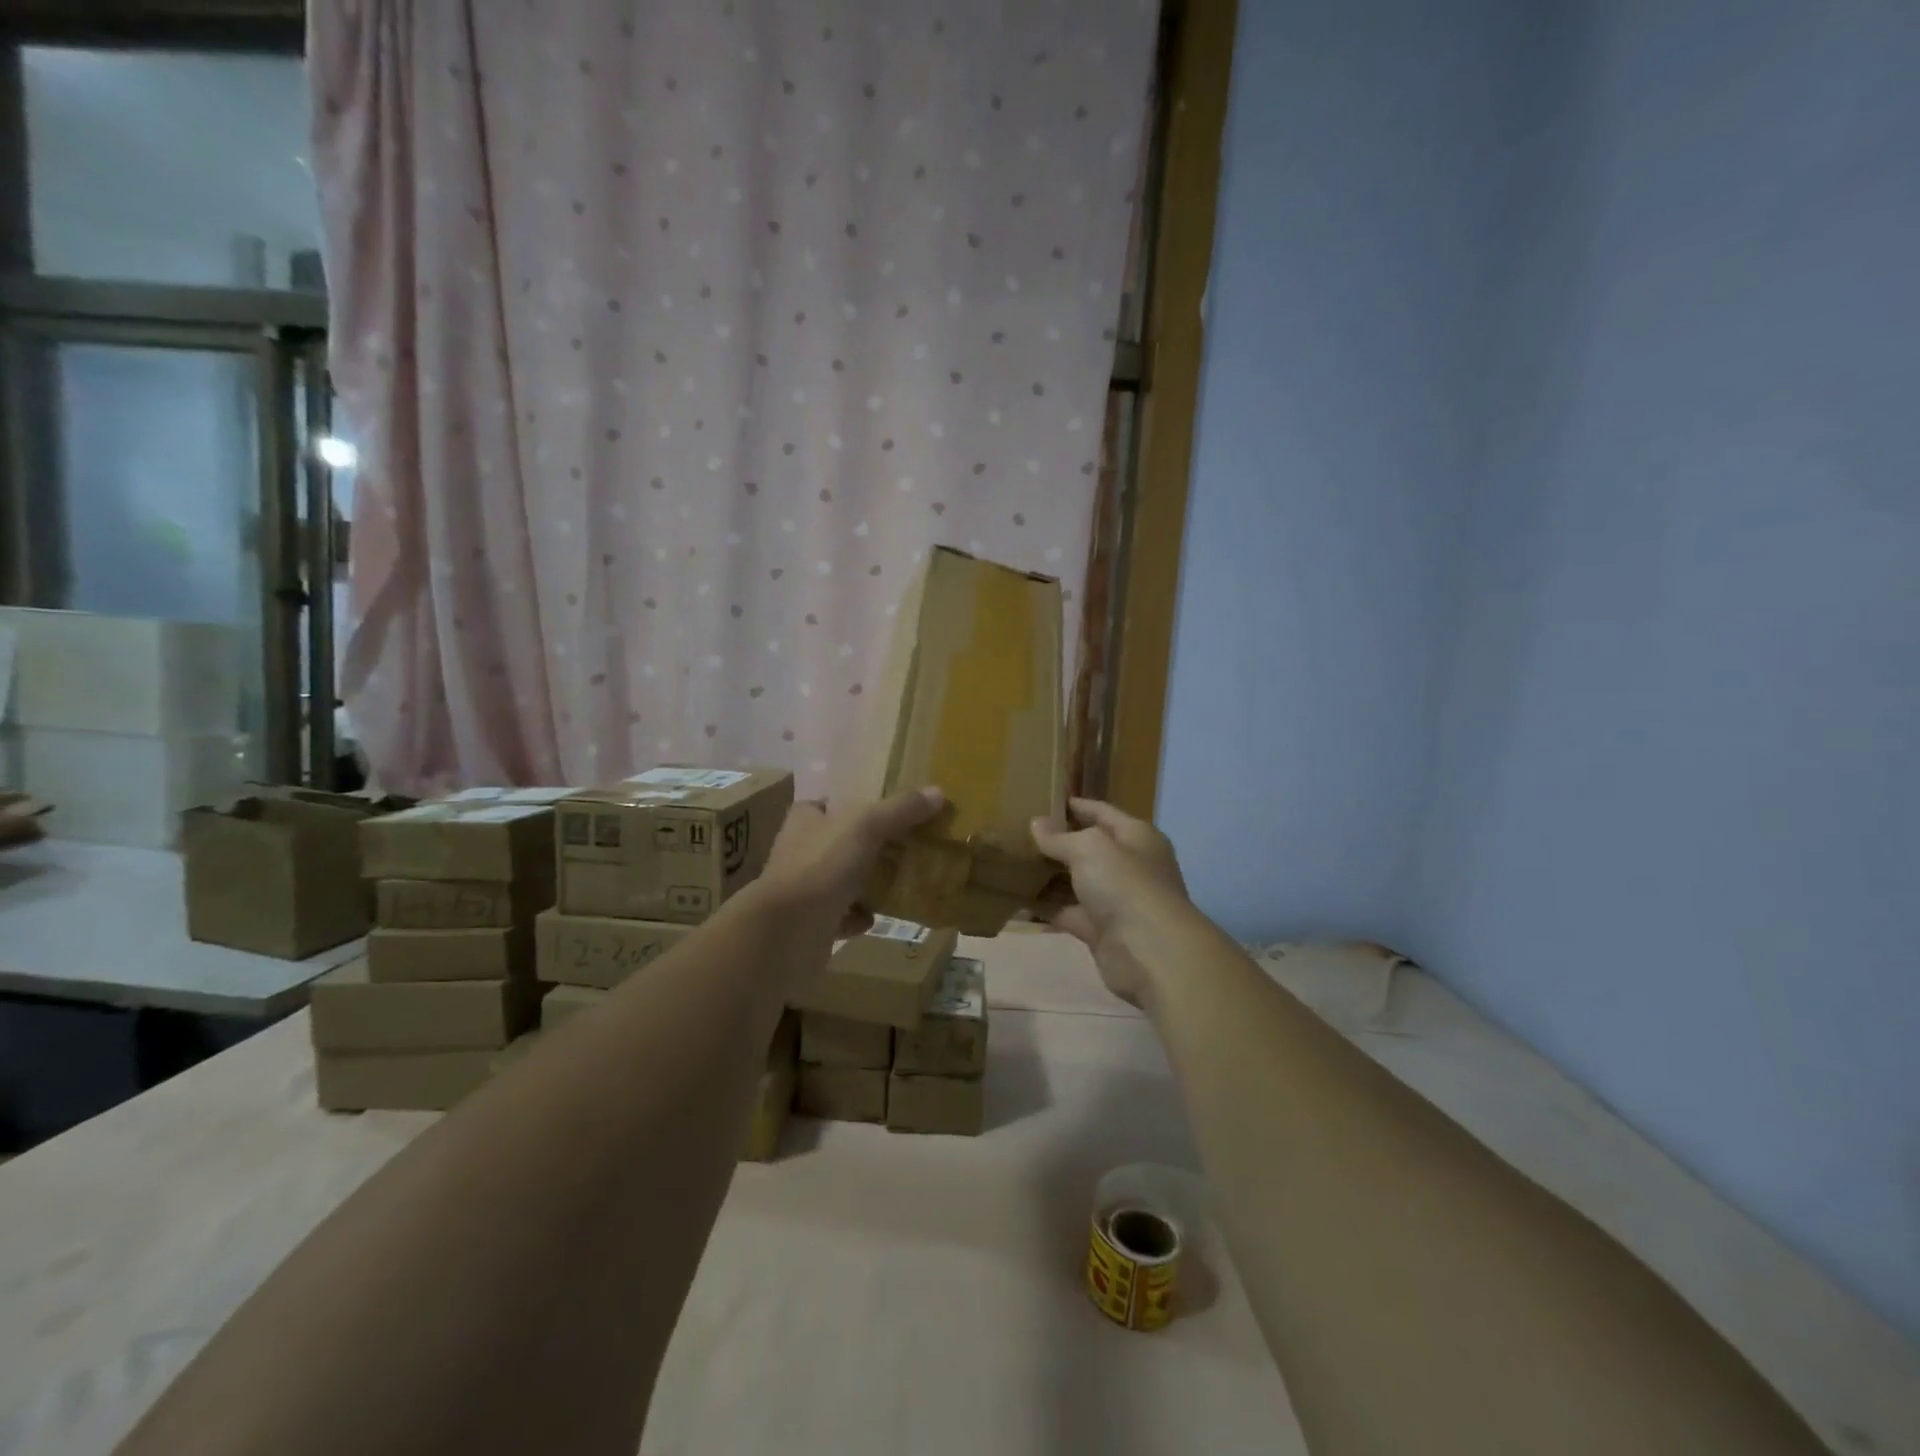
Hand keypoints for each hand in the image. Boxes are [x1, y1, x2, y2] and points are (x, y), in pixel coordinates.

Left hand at [761, 786, 944, 935]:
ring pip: (840, 881)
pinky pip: (840, 917)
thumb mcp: (867, 825)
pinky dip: (857, 918)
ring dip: (865, 883)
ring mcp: (803, 890)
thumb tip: (938, 792)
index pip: (826, 805)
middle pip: (838, 843)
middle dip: (868, 847)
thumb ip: (901, 809)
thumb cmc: (822, 865)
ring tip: (900, 883)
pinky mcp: (810, 924)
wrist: (787, 931)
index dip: (851, 806)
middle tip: (906, 849)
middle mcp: (799, 852)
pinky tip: (875, 918)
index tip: (884, 814)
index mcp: (805, 821)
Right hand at [1031, 798, 1189, 1006]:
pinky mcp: (1102, 932)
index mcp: (1137, 837)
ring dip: (1052, 876)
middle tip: (1022, 833)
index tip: (1045, 800)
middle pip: (1091, 848)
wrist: (1150, 953)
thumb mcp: (1089, 849)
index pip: (1103, 813)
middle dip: (1060, 841)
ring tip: (1015, 864)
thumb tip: (1037, 824)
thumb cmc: (1125, 885)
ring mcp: (1117, 901)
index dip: (1077, 806)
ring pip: (1079, 882)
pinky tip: (1020, 902)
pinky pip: (1070, 914)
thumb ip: (1060, 837)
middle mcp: (1130, 866)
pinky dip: (1048, 909)